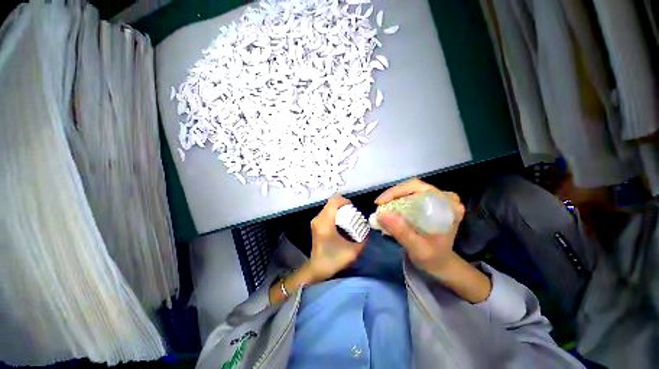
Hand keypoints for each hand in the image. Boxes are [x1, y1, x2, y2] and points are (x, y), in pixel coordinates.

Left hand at [307, 195, 366, 282]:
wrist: (317, 269)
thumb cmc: (333, 259)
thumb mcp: (353, 251)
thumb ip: (363, 239)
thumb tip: (368, 230)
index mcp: (326, 222)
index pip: (334, 201)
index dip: (345, 201)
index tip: (353, 209)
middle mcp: (319, 219)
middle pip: (331, 203)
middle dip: (343, 206)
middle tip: (352, 214)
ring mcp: (316, 221)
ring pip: (329, 207)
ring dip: (339, 210)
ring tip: (348, 219)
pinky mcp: (316, 224)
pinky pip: (326, 212)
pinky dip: (335, 214)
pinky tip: (341, 224)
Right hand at [375, 178, 464, 273]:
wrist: (441, 264)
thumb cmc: (433, 258)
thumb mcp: (418, 249)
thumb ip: (401, 232)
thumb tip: (381, 214)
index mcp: (448, 206)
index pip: (418, 188)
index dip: (396, 192)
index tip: (380, 203)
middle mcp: (444, 198)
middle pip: (412, 187)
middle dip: (392, 195)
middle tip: (379, 206)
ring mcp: (437, 199)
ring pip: (409, 190)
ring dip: (393, 198)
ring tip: (382, 208)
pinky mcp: (430, 202)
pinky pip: (410, 195)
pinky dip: (397, 201)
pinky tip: (389, 210)